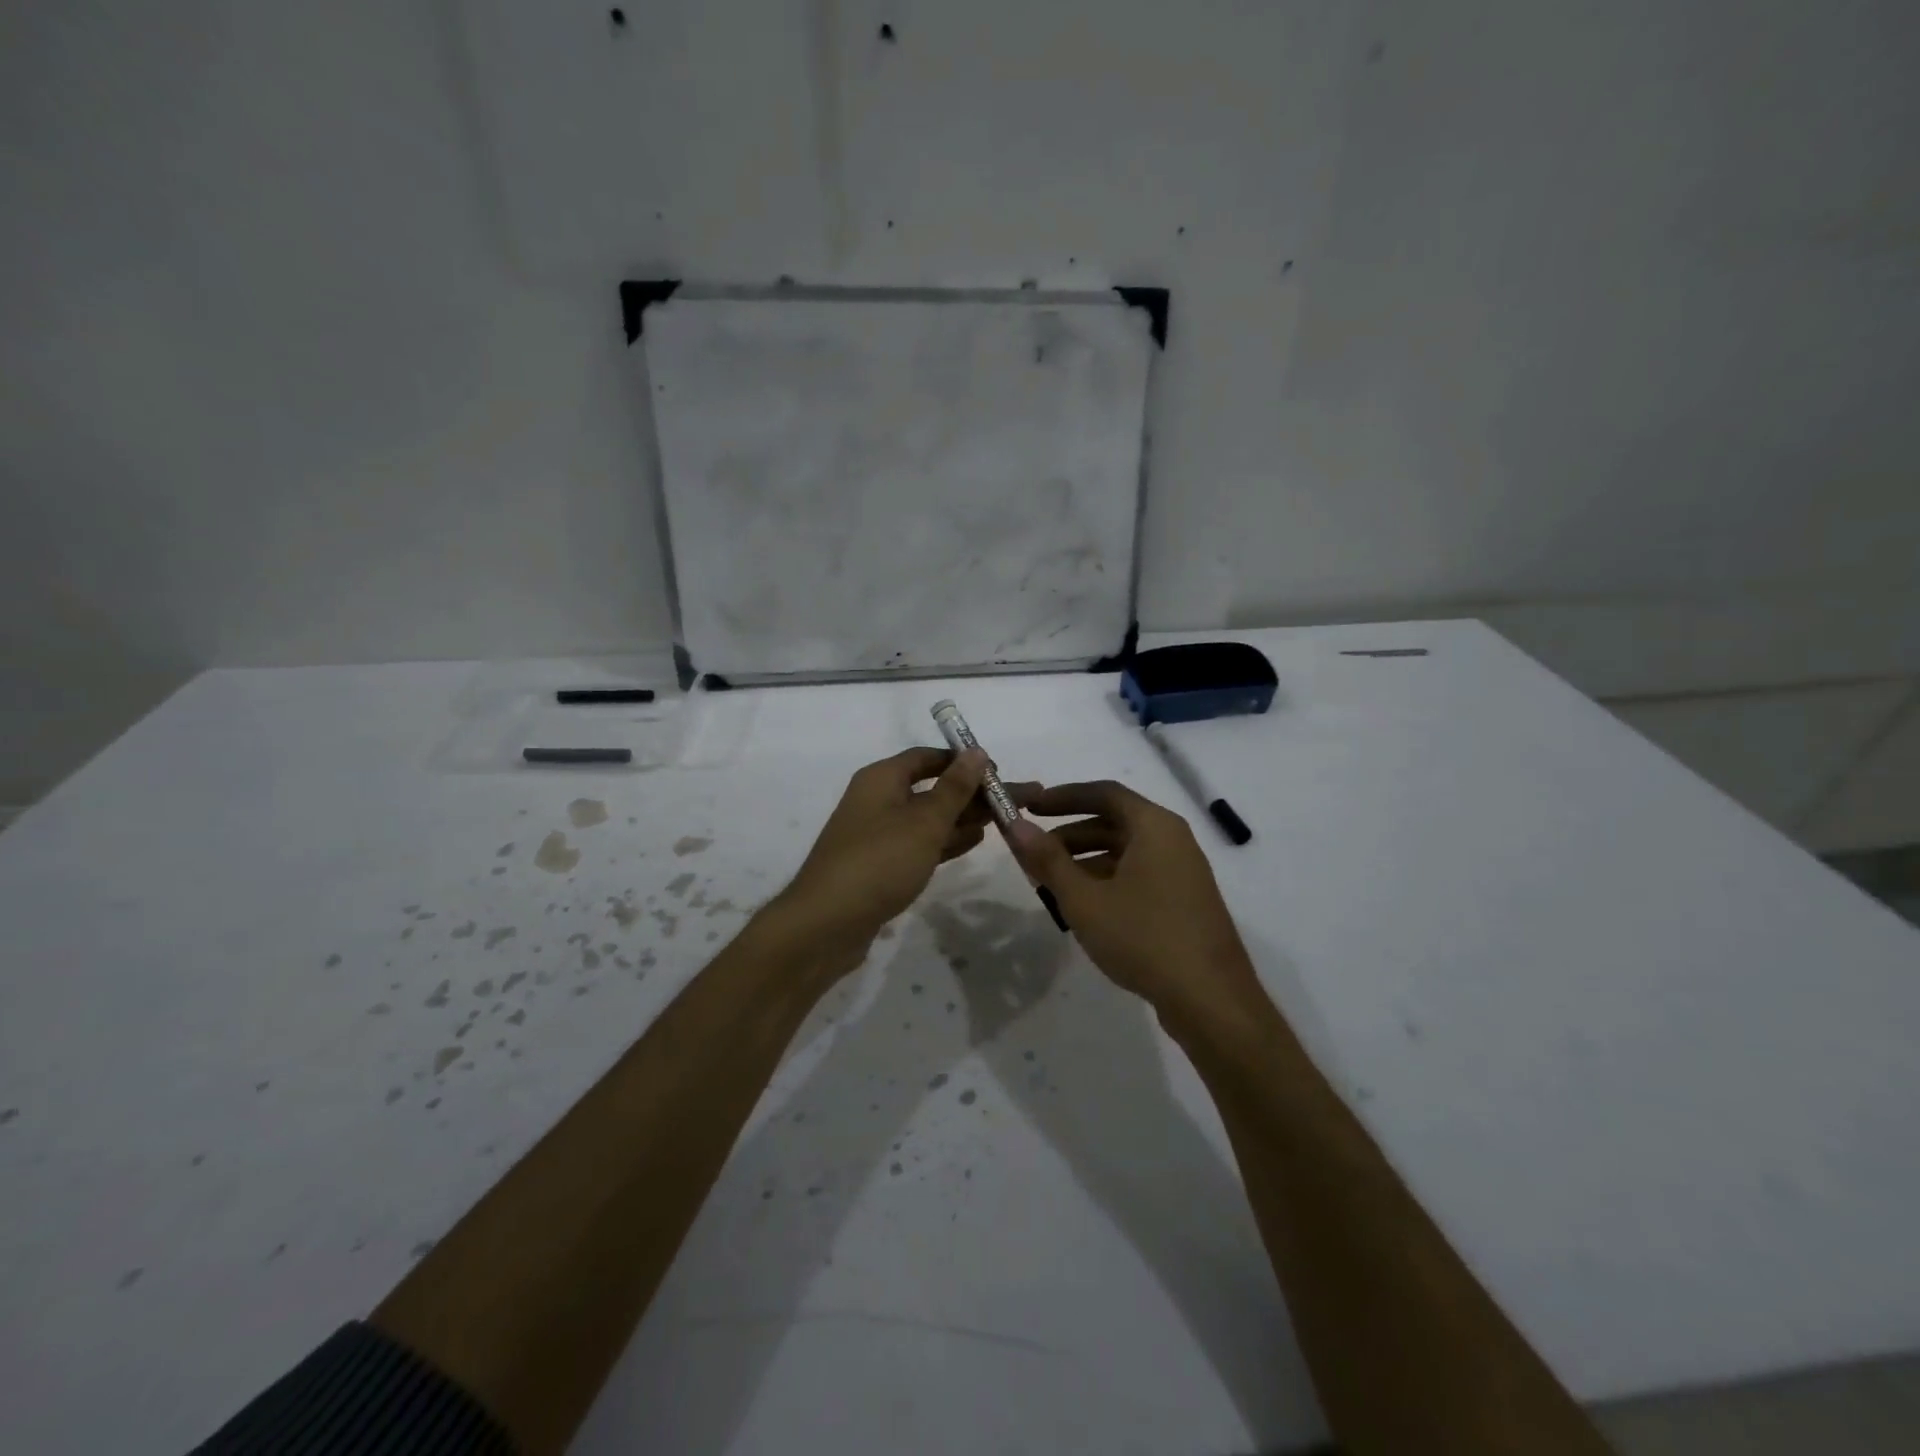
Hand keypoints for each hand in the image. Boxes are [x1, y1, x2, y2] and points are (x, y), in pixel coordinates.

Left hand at [776, 747, 1012, 965]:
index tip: (995, 771)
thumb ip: (954, 788)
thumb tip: (975, 752)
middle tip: (1009, 800)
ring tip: (1000, 820)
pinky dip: (944, 841)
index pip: (926, 757)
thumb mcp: (924, 822)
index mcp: (881, 779)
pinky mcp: (879, 865)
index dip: (960, 761)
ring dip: (960, 818)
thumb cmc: (879, 861)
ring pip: (926, 818)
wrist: (827, 923)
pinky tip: (972, 841)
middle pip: (929, 788)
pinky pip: (918, 844)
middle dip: (968, 793)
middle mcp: (877, 800)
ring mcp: (877, 835)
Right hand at [1008, 781, 1264, 1023]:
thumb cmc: (1144, 938)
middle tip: (1034, 853)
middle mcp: (1173, 840)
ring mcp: (1183, 873)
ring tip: (1050, 885)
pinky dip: (1107, 881)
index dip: (1063, 797)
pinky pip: (1139, 876)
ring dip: (1086, 861)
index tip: (1031, 809)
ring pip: (1125, 852)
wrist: (1211, 1000)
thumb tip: (1016, 825)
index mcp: (1154, 826)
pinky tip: (1084, 909)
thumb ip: (1048, 860)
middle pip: (1114, 822)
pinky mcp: (1185, 902)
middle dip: (1070, 835)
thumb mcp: (1085, 899)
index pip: (1104, 793)